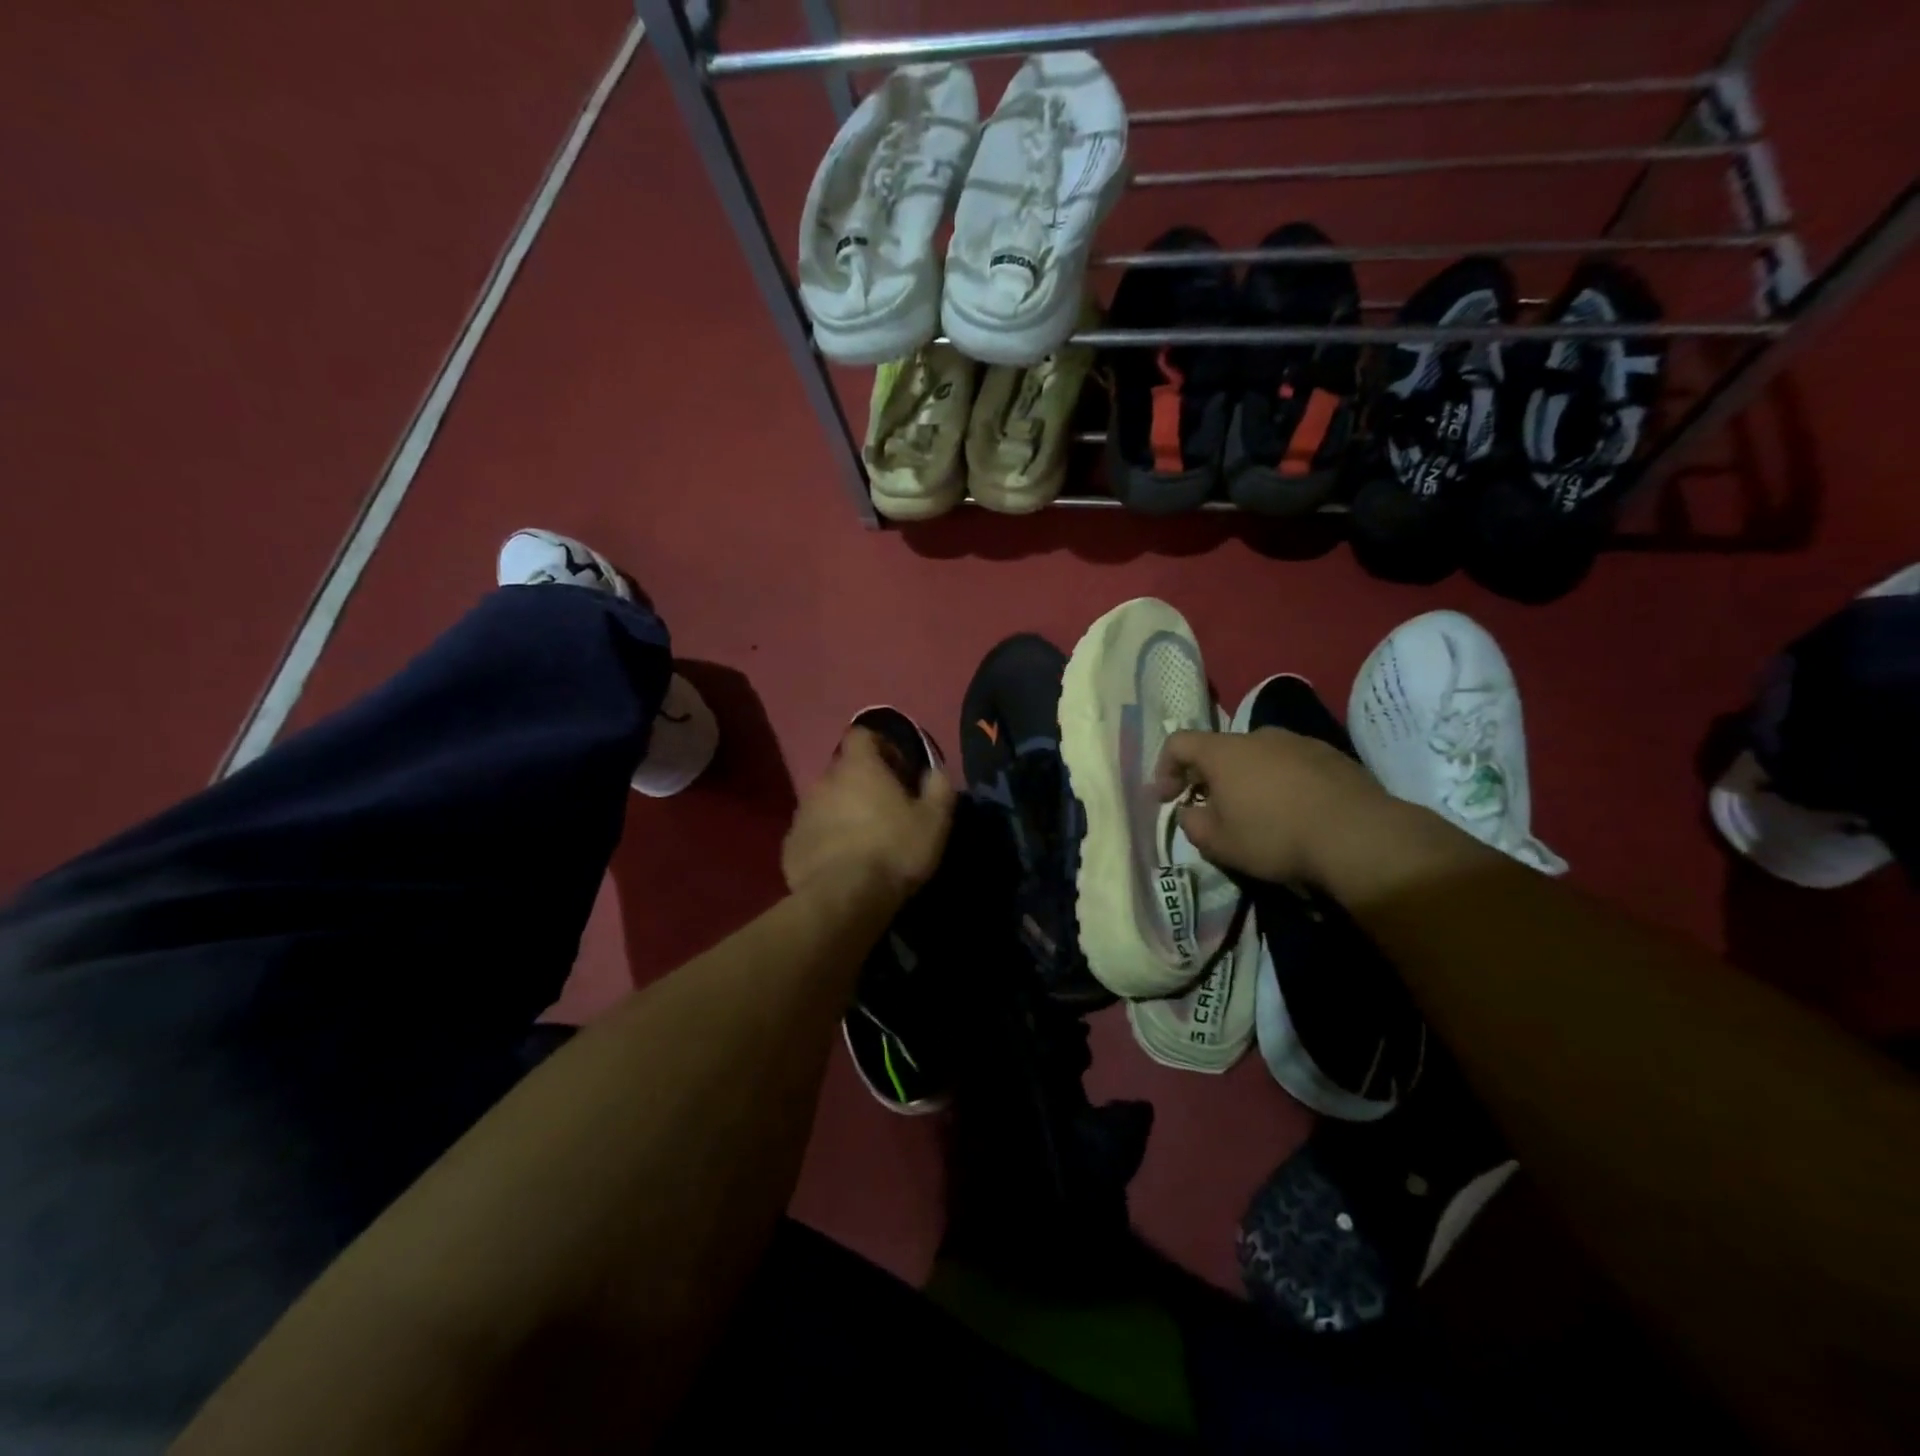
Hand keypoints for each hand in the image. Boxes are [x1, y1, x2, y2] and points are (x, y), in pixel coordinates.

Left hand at [782, 727, 955, 898]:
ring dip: (843, 811)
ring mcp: (802, 812)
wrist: (843, 898)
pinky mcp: (791, 843)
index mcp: (858, 767)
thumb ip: (938, 787)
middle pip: (844, 770)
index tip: (898, 771)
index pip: (862, 734)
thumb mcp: (934, 820)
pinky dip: (826, 839)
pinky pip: (812, 831)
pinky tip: (841, 862)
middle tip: (885, 810)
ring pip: (826, 801)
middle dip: (863, 784)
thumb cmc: (894, 850)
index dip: (882, 747)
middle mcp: (824, 780)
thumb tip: (934, 772)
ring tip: (863, 839)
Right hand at [1153, 727, 1387, 884]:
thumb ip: (1192, 823)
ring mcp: (1298, 742)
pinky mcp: (1332, 756)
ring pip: (1258, 757)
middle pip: (1220, 750)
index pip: (1178, 743)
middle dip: (1208, 778)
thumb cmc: (1274, 836)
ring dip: (1247, 781)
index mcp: (1224, 752)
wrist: (1358, 835)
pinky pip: (1291, 766)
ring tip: (1257, 815)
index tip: (1166, 799)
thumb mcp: (1218, 843)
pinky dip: (1281, 784)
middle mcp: (1258, 736)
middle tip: (1211, 811)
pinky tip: (1294, 814)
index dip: (1164, 768)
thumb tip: (1190, 812)